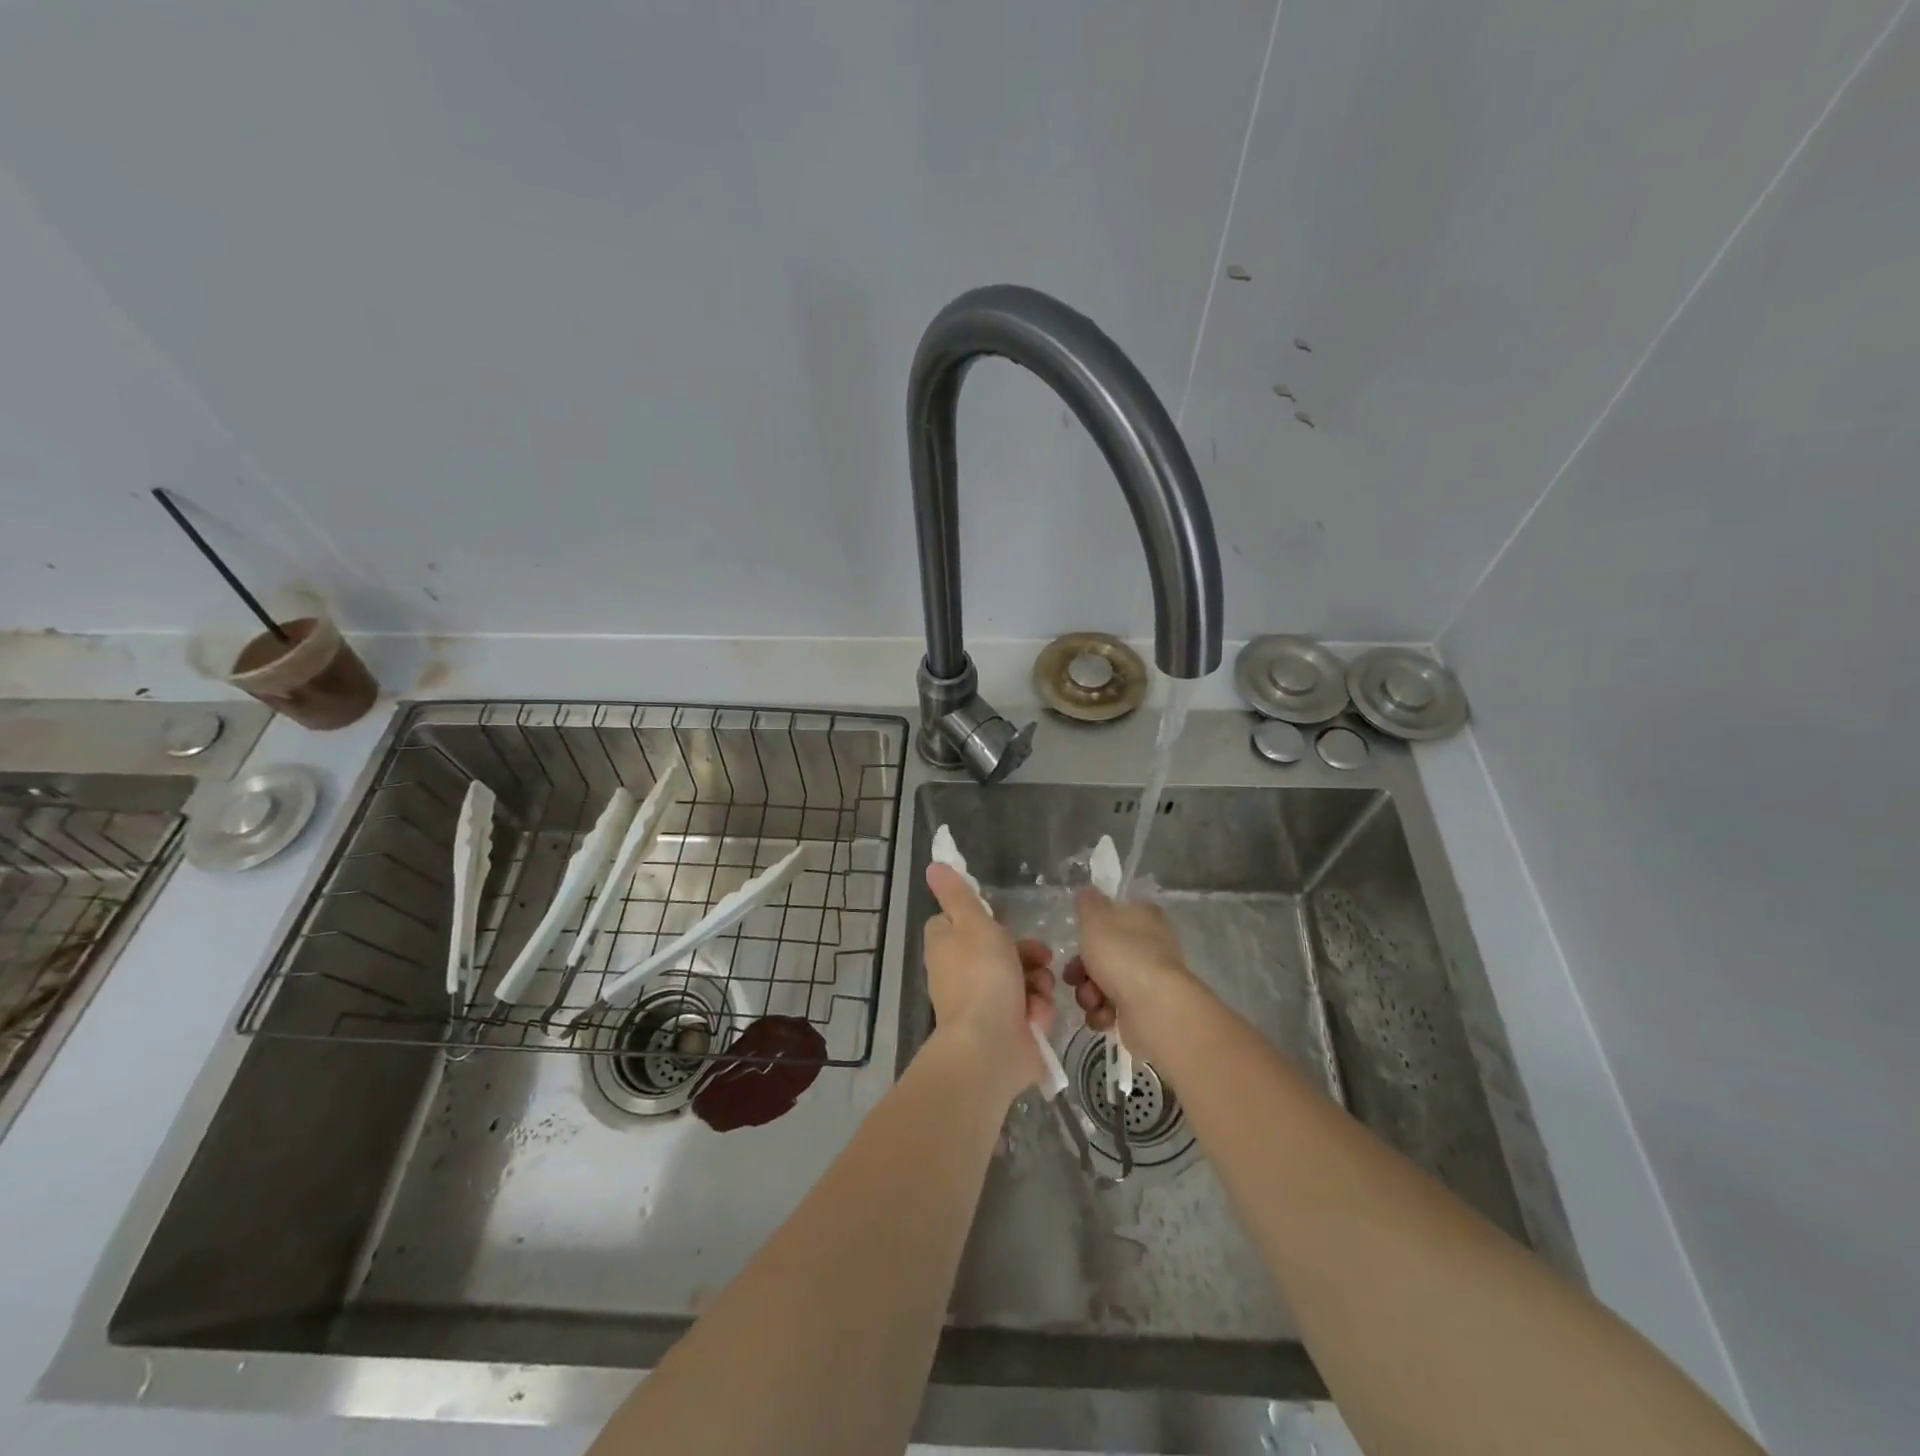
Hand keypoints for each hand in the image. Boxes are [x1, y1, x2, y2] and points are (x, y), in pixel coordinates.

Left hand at [922, 863, 1054, 1101]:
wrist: (991, 1047)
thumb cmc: (982, 976)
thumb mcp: (972, 923)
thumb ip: (958, 894)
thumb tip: (933, 865)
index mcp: (947, 945)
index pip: (962, 922)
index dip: (985, 920)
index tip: (1002, 920)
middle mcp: (961, 972)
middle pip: (1000, 949)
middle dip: (1026, 952)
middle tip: (1040, 956)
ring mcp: (983, 1002)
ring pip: (1021, 976)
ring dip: (1036, 981)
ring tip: (1039, 991)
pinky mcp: (1006, 1026)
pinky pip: (1028, 1006)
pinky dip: (1036, 1009)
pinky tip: (1036, 1016)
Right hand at [1066, 888, 1202, 1061]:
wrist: (1154, 1008)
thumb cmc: (1122, 954)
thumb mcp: (1095, 918)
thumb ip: (1087, 903)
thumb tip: (1086, 893)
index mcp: (1143, 916)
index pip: (1115, 914)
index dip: (1091, 928)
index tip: (1077, 940)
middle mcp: (1150, 944)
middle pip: (1104, 952)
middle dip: (1082, 968)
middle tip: (1074, 977)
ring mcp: (1149, 978)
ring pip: (1105, 981)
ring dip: (1089, 993)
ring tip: (1091, 1000)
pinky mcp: (1146, 1008)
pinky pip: (1114, 1007)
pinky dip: (1103, 1013)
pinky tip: (1103, 1016)